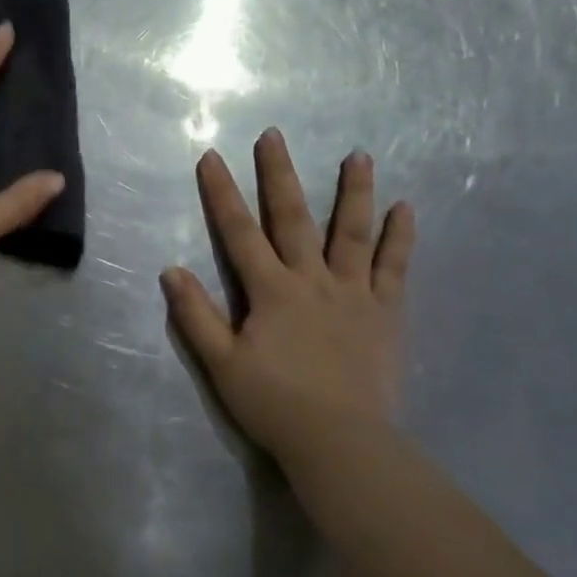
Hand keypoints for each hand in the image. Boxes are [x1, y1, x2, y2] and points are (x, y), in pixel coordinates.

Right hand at [161, 130, 415, 488]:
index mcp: (271, 291)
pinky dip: (400, 237)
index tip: (211, 156)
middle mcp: (312, 280)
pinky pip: (395, 267)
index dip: (222, 193)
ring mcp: (353, 293)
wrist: (340, 441)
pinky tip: (405, 208)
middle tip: (275, 135)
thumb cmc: (275, 403)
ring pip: (352, 232)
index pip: (239, 232)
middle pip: (294, 218)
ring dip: (353, 191)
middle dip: (280, 175)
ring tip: (359, 155)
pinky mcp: (385, 312)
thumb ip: (196, 315)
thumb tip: (170, 270)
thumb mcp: (222, 363)